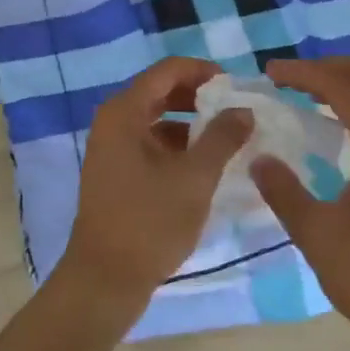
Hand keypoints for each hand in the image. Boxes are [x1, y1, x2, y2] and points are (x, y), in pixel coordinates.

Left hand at [60, 57, 252, 312]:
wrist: (105, 279)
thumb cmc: (150, 222)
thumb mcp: (195, 178)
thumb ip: (222, 138)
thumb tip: (244, 109)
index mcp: (124, 111)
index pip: (167, 71)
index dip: (202, 71)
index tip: (236, 85)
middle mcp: (113, 121)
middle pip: (160, 91)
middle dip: (198, 96)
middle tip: (235, 108)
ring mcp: (111, 147)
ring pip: (157, 118)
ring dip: (190, 122)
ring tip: (227, 136)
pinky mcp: (116, 171)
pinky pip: (150, 142)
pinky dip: (177, 145)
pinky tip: (204, 163)